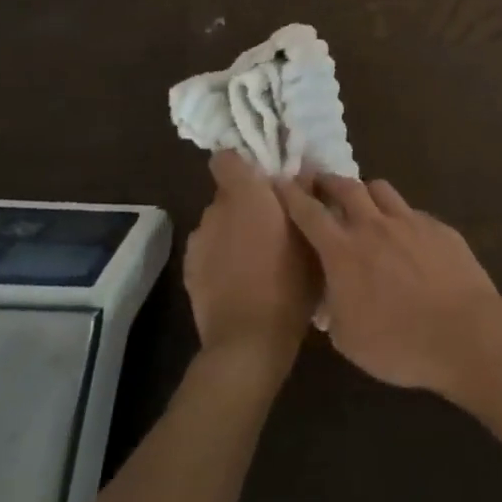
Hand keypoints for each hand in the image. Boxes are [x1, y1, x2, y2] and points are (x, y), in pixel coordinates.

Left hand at [184, 152, 319, 372]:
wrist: (248, 342)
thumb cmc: (289, 283)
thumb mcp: (311, 238)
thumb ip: (304, 198)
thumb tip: (303, 170)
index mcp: (245, 196)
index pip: (226, 159)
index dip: (242, 165)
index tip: (264, 181)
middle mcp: (215, 211)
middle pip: (228, 194)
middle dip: (247, 204)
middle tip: (274, 225)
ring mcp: (198, 242)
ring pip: (219, 224)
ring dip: (235, 231)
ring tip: (259, 257)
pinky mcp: (190, 271)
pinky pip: (210, 250)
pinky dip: (223, 257)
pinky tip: (242, 280)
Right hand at [274, 175, 501, 396]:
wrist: (465, 334)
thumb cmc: (399, 344)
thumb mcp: (348, 338)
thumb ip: (333, 306)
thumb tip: (330, 292)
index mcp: (343, 251)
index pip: (309, 212)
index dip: (291, 194)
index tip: (280, 181)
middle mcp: (373, 226)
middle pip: (345, 187)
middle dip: (326, 180)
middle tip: (317, 179)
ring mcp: (409, 221)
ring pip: (380, 189)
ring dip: (364, 191)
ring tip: (362, 201)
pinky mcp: (438, 227)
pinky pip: (410, 211)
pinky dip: (398, 216)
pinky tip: (404, 235)